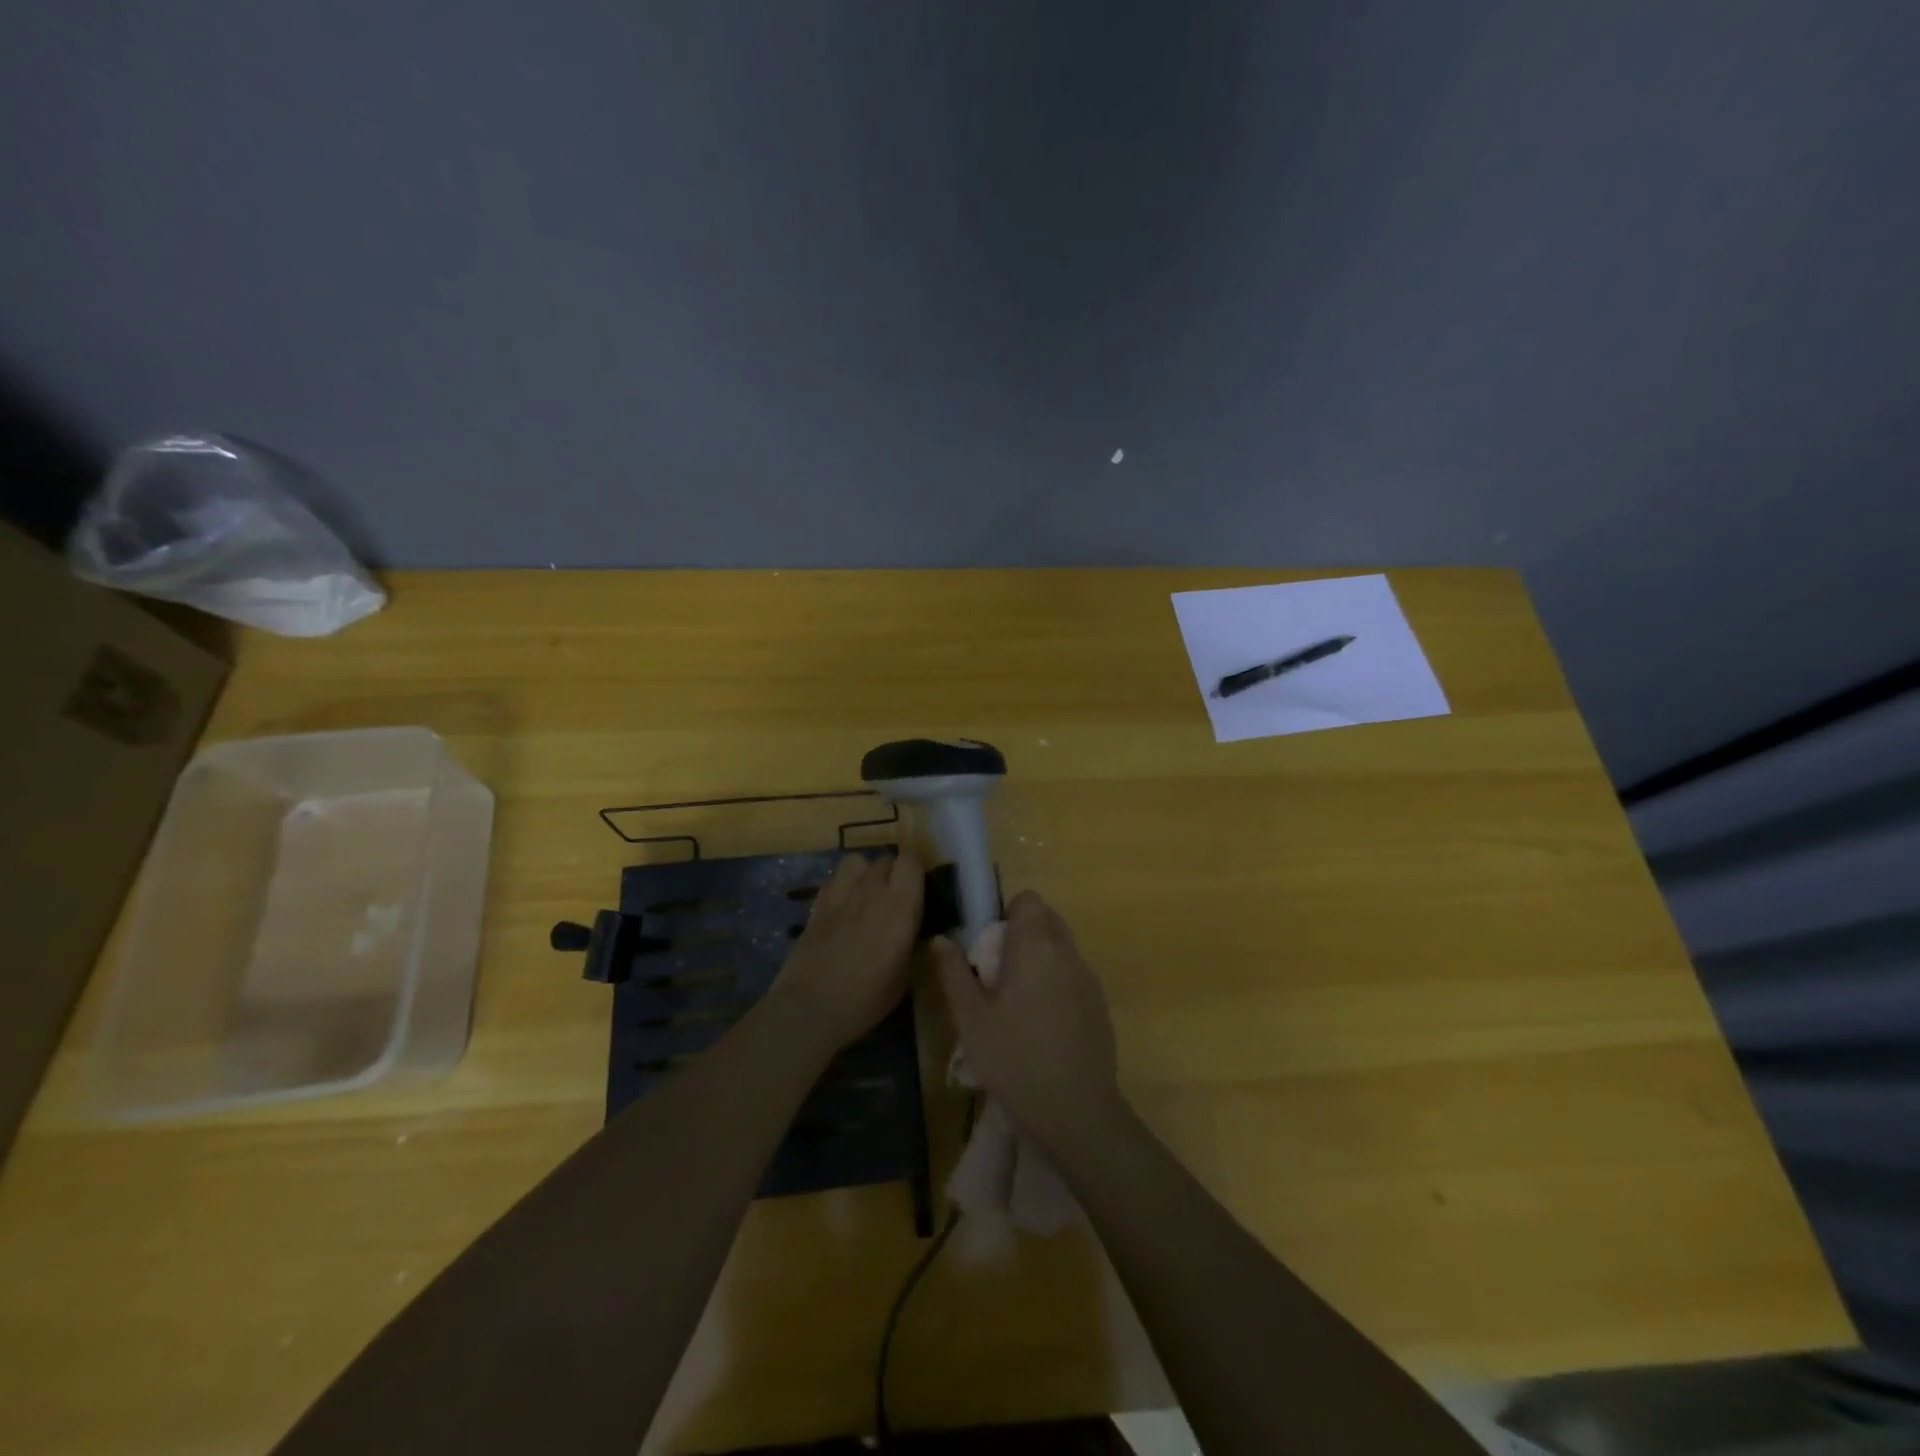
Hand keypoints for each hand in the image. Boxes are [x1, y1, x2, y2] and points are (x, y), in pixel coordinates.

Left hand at [772, 850, 924, 1051]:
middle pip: (885, 860)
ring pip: (856, 862)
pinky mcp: (816, 905)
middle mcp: (872, 890)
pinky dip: (841, 887)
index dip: (915, 871)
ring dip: (864, 873)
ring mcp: (840, 894)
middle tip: (894, 900)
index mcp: (901, 905)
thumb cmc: (867, 998)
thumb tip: (913, 933)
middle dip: (892, 874)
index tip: (919, 890)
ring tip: (866, 895)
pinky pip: (834, 880)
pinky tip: (842, 908)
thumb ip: (911, 943)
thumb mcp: (905, 976)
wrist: (811, 1007)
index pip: (911, 860)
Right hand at [931, 890, 1122, 1153]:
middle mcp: (1067, 953)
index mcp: (1036, 947)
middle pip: (1046, 920)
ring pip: (1061, 948)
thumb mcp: (971, 1020)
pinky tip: (1041, 1023)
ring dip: (1039, 959)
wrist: (1077, 1112)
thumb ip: (954, 974)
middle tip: (997, 973)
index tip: (990, 945)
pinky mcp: (1100, 1004)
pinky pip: (1073, 974)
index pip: (1029, 901)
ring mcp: (1088, 978)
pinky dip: (1056, 982)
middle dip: (1022, 935)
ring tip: (1016, 1001)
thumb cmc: (1015, 1060)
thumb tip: (941, 939)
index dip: (1008, 914)